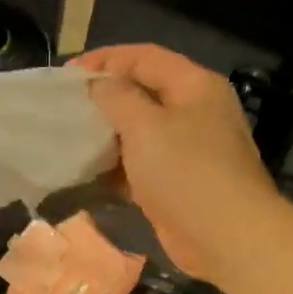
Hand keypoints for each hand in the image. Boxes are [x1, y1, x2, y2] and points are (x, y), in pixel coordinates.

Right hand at [73, 44, 278, 281]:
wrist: (226, 236)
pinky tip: (89, 172)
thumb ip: (117, 97)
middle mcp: (194, 111)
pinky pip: (140, 164)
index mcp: (194, 86)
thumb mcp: (145, 126)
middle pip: (143, 92)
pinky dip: (116, 165)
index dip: (104, 59)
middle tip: (67, 106)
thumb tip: (100, 84)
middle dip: (104, 97)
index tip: (67, 74)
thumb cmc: (185, 171)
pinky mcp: (177, 181)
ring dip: (107, 134)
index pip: (144, 57)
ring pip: (140, 131)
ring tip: (71, 138)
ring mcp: (188, 148)